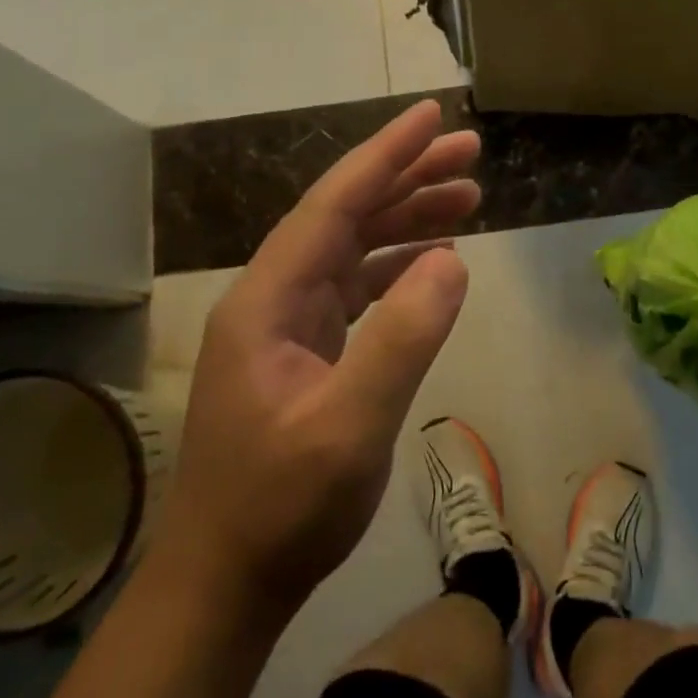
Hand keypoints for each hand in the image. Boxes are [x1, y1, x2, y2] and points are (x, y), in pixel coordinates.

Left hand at [154, 100, 479, 620]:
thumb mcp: (349, 429)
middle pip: (345, 215)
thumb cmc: (282, 509)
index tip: (432, 117)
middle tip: (470, 152)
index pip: (333, 205)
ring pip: (353, 247)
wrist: (227, 580)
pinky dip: (397, 266)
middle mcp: (273, 297)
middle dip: (406, 177)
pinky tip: (434, 261)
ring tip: (468, 196)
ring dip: (407, 218)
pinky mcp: (305, 350)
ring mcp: (287, 324)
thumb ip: (401, 341)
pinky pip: (356, 287)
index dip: (385, 156)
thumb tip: (451, 261)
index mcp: (269, 300)